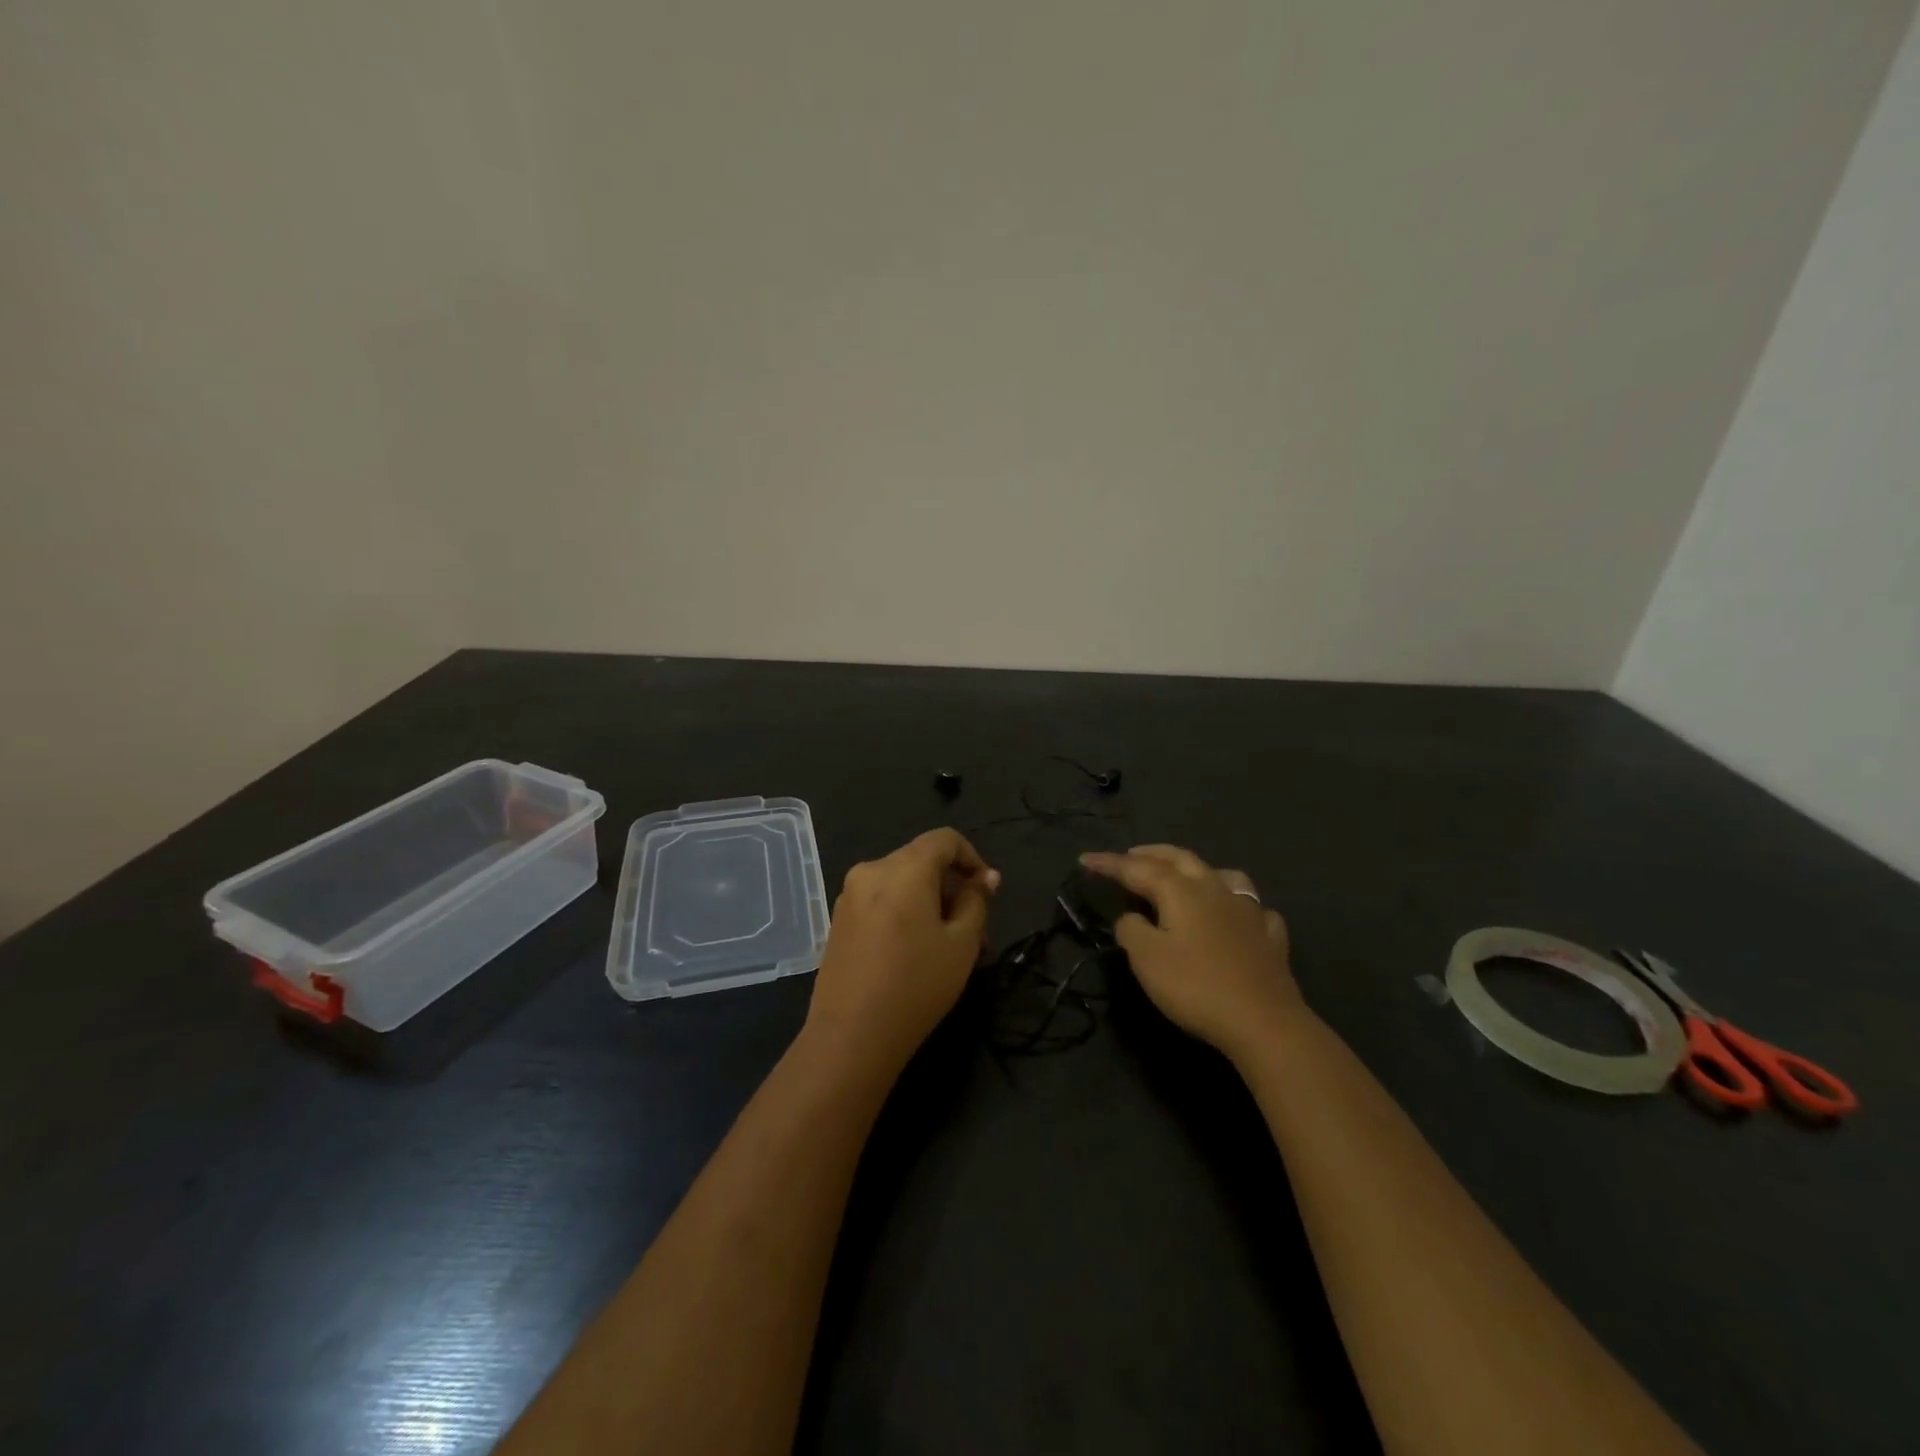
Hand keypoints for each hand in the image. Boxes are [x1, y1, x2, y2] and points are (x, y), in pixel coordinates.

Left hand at [805, 828, 1000, 1078]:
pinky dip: (904, 913)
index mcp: (902, 868)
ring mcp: (848, 896)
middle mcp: (870, 871)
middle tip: (974, 929)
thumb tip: (983, 879)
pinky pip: (881, 902)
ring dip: (929, 903)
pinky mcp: (838, 922)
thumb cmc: (916, 985)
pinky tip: (914, 952)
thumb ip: (976, 901)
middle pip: (921, 861)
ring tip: (948, 946)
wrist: (851, 1036)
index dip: (973, 858)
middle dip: (952, 887)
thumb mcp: (962, 943)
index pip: (944, 839)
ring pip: (901, 884)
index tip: (988, 892)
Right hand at [1080, 845, 1303, 1063]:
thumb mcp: (1147, 959)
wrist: (1264, 1022)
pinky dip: (1237, 905)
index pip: (1137, 868)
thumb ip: (1131, 930)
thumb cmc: (1196, 987)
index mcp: (1181, 891)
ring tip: (1185, 875)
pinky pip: (1253, 908)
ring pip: (1222, 874)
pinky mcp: (1270, 936)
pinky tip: (1237, 915)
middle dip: (1151, 854)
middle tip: (1130, 855)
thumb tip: (1132, 917)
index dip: (1109, 863)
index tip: (1085, 859)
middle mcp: (1215, 889)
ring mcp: (1248, 910)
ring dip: (1197, 869)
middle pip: (1180, 859)